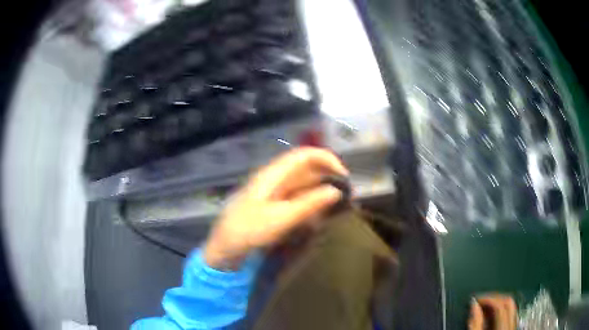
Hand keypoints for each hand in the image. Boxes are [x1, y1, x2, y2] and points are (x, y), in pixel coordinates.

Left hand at [203, 147, 348, 269]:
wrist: (225, 249)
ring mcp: (274, 193)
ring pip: (304, 186)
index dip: (327, 159)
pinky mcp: (274, 207)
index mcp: (273, 175)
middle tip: (345, 197)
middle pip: (306, 170)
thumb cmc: (248, 231)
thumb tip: (335, 191)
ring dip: (320, 195)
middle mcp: (275, 179)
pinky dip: (310, 207)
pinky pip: (297, 201)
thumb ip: (309, 204)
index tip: (344, 177)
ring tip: (335, 210)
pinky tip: (317, 220)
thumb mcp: (281, 218)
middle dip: (327, 179)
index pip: (305, 155)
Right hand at [469, 294, 516, 329]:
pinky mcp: (512, 329)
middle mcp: (511, 326)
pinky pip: (510, 314)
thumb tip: (473, 305)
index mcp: (503, 329)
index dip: (488, 299)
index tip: (475, 300)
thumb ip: (475, 325)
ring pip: (511, 307)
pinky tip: (491, 315)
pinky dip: (501, 311)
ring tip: (485, 307)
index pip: (500, 306)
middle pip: (508, 303)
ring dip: (498, 303)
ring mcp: (513, 327)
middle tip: (480, 301)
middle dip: (494, 298)